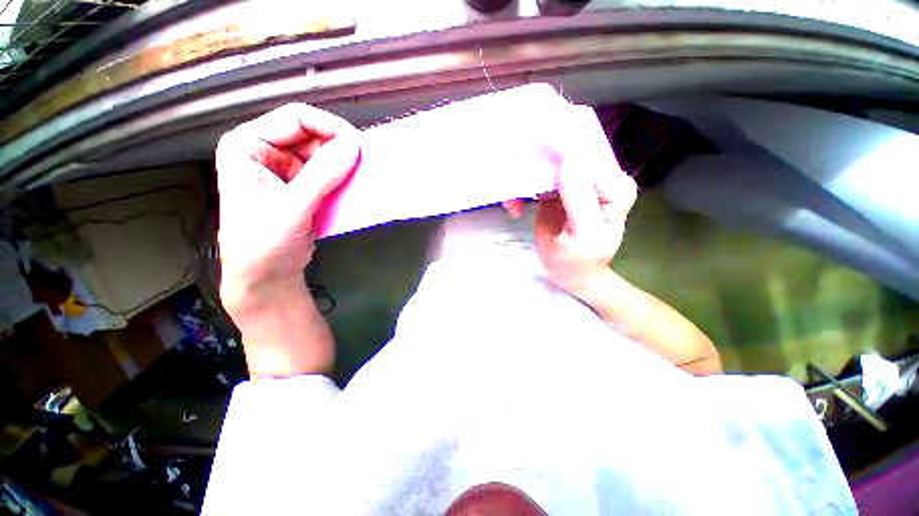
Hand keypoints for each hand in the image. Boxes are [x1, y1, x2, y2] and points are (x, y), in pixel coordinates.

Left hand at [216, 104, 359, 311]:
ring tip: (359, 179)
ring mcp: (286, 169)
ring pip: (324, 154)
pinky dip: (343, 179)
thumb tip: (353, 146)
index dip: (329, 127)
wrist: (267, 277)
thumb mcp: (291, 207)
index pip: (295, 118)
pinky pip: (329, 173)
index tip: (357, 146)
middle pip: (312, 135)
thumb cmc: (264, 244)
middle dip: (339, 149)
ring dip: (344, 166)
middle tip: (362, 165)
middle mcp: (266, 151)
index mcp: (248, 145)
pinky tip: (352, 188)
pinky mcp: (303, 186)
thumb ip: (322, 175)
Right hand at [530, 109, 637, 296]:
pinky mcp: (555, 190)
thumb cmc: (581, 260)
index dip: (563, 144)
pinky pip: (535, 181)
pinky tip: (514, 208)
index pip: (590, 153)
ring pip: (545, 166)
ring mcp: (573, 182)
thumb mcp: (583, 234)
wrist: (569, 273)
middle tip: (515, 179)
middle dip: (536, 163)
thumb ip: (579, 199)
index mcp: (612, 185)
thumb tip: (569, 159)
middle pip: (565, 154)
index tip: (535, 144)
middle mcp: (595, 177)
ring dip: (523, 180)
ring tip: (512, 204)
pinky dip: (520, 191)